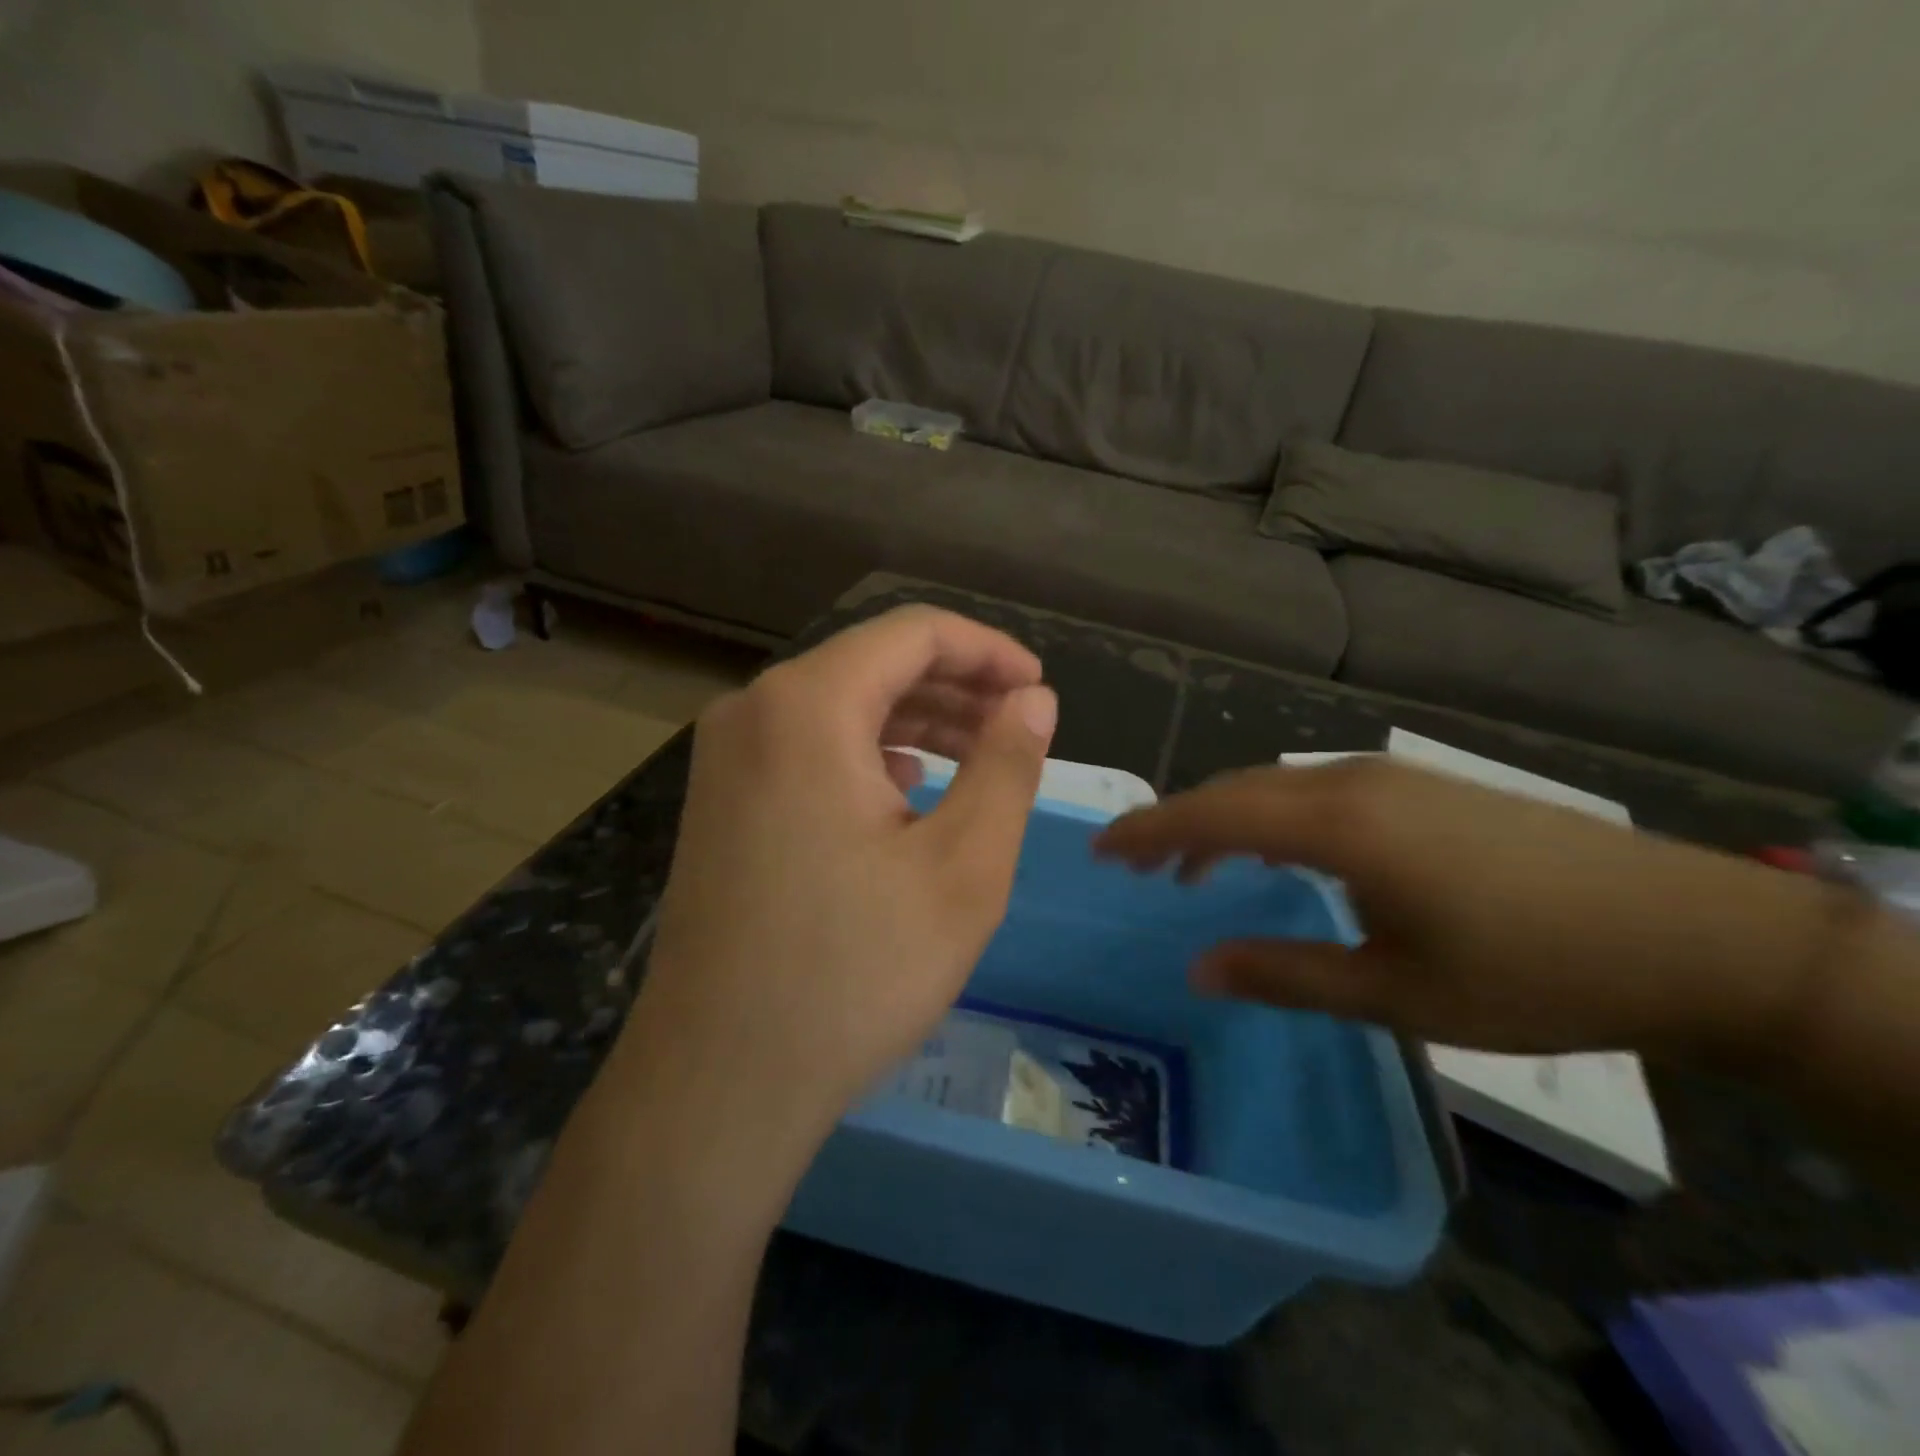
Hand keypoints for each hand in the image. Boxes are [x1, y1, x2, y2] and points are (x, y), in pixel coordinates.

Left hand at [622, 606, 1057, 1162]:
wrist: (720, 1080)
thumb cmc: (854, 972)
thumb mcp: (963, 867)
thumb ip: (1007, 765)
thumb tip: (1033, 700)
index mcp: (807, 706)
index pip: (913, 633)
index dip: (988, 651)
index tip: (1039, 689)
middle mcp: (753, 710)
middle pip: (872, 664)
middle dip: (955, 686)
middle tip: (1020, 726)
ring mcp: (726, 757)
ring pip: (839, 706)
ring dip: (915, 721)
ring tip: (979, 755)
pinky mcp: (720, 801)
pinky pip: (807, 747)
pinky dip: (867, 753)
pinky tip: (906, 788)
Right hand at [1094, 758, 1861, 1065]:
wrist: (1689, 935)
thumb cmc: (1532, 972)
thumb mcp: (1396, 992)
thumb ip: (1286, 973)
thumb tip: (1198, 969)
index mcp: (1338, 825)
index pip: (1212, 813)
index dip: (1148, 830)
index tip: (1100, 850)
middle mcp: (1351, 783)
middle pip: (1235, 791)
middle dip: (1176, 825)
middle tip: (1136, 868)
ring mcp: (1390, 778)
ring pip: (1274, 788)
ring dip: (1224, 822)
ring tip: (1194, 871)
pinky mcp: (1421, 788)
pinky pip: (1314, 793)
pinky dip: (1269, 820)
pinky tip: (1277, 855)